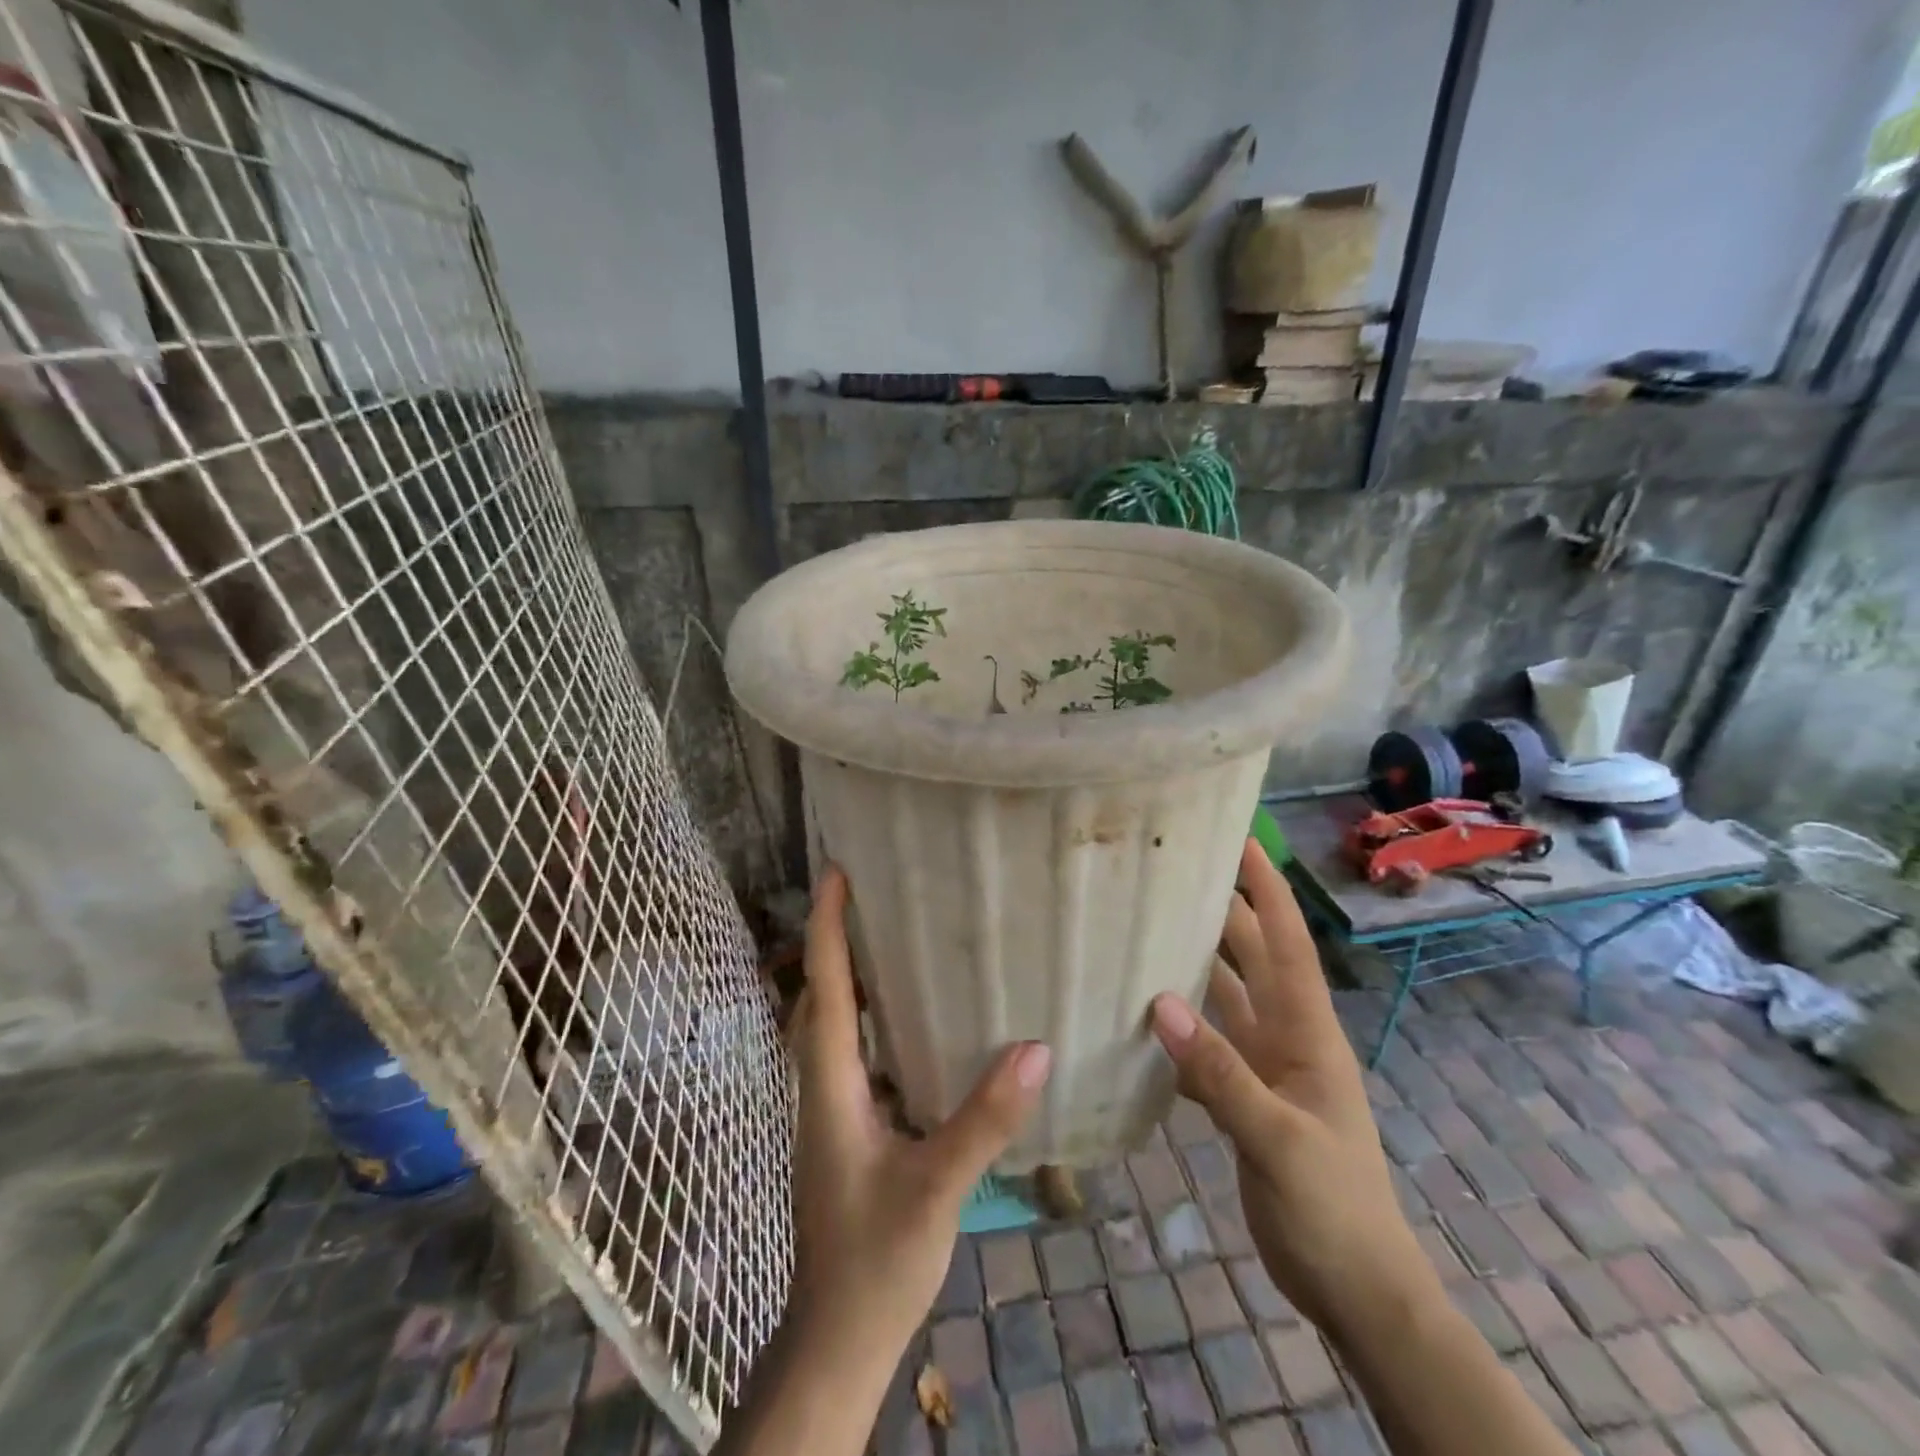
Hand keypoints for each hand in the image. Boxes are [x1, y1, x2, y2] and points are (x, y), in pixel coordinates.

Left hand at [789, 865, 1051, 1365]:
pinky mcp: (848, 1127)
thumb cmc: (875, 1261)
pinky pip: (852, 1050)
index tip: (835, 872)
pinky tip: (909, 1016)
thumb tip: (1036, 1047)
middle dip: (835, 939)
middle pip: (820, 995)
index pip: (825, 989)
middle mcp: (822, 1085)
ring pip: (832, 1023)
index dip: (828, 927)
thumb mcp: (936, 1188)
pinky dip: (869, 1015)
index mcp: (830, 1086)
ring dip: (849, 974)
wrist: (838, 1337)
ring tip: (889, 935)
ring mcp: (831, 1108)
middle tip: (868, 892)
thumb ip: (984, 1120)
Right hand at [1149, 839, 1433, 1339]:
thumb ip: (1221, 1073)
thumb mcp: (1278, 1139)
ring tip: (1151, 927)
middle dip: (1225, 912)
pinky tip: (1144, 1014)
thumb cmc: (1333, 1207)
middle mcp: (1287, 1037)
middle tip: (1179, 872)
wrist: (1355, 1289)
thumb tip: (1160, 1003)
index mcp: (1308, 1033)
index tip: (1242, 842)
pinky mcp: (1246, 1098)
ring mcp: (1266, 1068)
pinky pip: (1208, 1045)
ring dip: (1197, 964)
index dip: (1267, 891)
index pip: (1287, 944)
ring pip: (1226, 999)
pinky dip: (1180, 1025)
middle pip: (1252, 960)